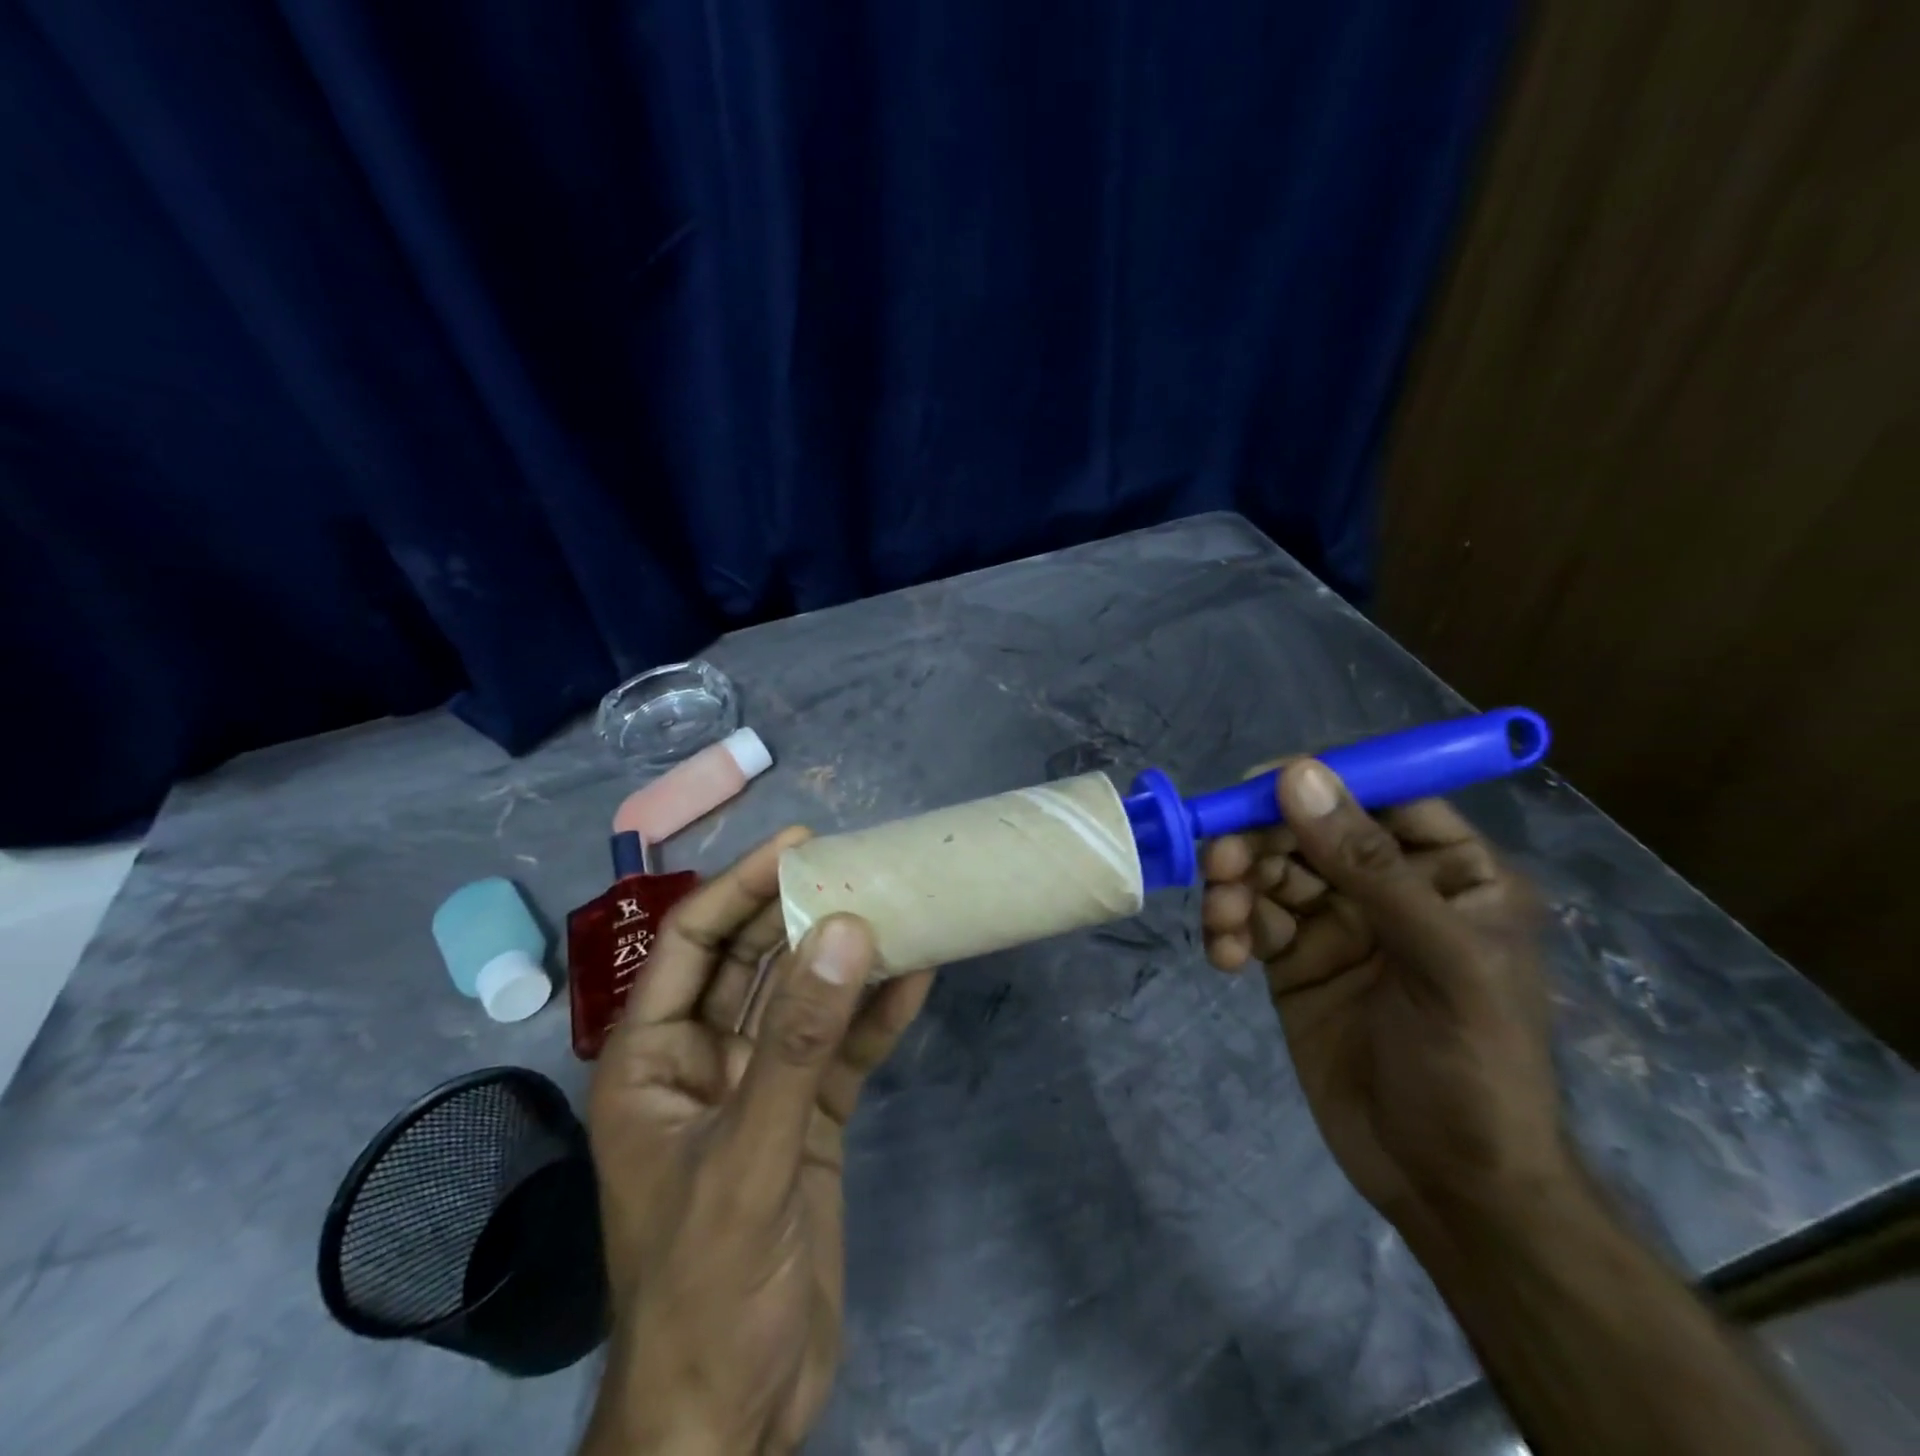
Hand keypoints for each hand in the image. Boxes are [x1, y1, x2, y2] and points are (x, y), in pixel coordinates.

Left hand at [583, 828, 934, 1455]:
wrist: (734, 1416)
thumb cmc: (707, 1286)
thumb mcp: (750, 1156)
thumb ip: (798, 1043)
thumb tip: (845, 932)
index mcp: (652, 1060)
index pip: (693, 943)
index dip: (740, 886)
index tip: (799, 844)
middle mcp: (703, 1061)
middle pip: (753, 962)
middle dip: (801, 912)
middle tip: (859, 864)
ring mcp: (760, 1090)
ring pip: (804, 1001)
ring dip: (846, 958)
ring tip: (897, 905)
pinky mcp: (807, 1121)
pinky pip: (842, 1051)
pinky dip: (876, 1016)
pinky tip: (919, 977)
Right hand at [1201, 760, 1564, 1230]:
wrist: (1446, 1187)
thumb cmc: (1474, 1068)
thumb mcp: (1439, 961)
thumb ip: (1367, 865)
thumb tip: (1295, 774)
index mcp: (1448, 872)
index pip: (1380, 797)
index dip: (1317, 782)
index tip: (1253, 786)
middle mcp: (1389, 886)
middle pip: (1307, 830)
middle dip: (1258, 841)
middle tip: (1220, 863)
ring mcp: (1337, 923)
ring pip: (1269, 872)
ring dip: (1234, 886)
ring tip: (1222, 922)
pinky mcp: (1293, 960)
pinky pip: (1250, 920)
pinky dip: (1228, 929)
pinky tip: (1223, 958)